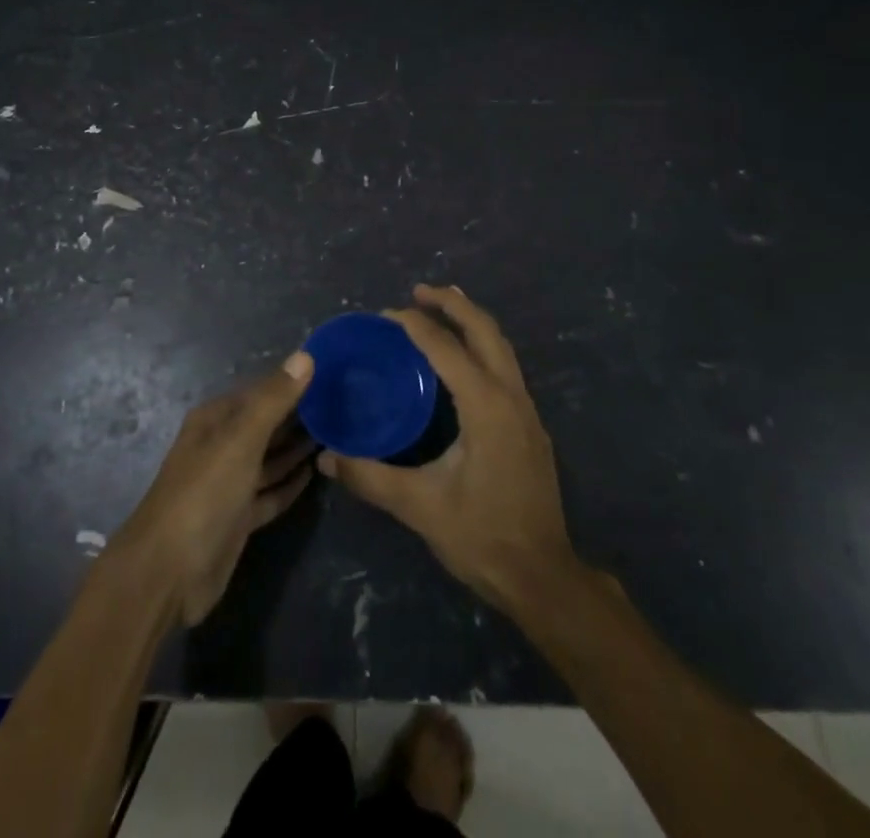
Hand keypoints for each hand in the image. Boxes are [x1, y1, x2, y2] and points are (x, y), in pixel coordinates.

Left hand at [109, 352, 315, 626]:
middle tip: (344, 405)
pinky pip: (270, 492)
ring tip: (337, 434)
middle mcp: (222, 446)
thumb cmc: (204, 493)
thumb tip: (305, 355)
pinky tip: (314, 472)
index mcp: (216, 420)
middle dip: (299, 415)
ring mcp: (229, 484)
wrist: (168, 572)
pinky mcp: (239, 518)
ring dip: (297, 448)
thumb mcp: (241, 439)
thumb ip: (274, 399)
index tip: (332, 374)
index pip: (261, 391)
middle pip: (266, 424)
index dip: (293, 382)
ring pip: (270, 458)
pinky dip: (290, 483)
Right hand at [318, 286, 579, 612]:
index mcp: (486, 406)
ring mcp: (527, 410)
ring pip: (501, 346)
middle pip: (485, 330)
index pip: (446, 348)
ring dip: (471, 321)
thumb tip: (326, 458)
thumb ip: (371, 477)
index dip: (414, 325)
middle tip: (417, 292)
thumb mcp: (420, 506)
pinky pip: (505, 366)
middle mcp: (511, 396)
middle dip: (453, 303)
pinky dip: (482, 346)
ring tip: (441, 308)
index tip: (384, 316)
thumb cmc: (482, 536)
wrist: (544, 578)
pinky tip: (462, 361)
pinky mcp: (530, 426)